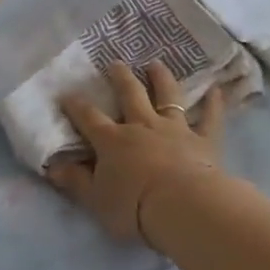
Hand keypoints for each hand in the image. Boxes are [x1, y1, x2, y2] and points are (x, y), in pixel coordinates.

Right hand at [50, 61, 230, 248]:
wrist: (181, 206)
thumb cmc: (133, 206)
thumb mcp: (95, 199)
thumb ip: (75, 181)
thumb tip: (53, 166)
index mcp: (113, 141)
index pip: (89, 118)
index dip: (76, 106)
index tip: (67, 94)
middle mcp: (142, 126)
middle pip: (130, 95)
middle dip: (121, 78)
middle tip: (116, 63)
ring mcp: (175, 129)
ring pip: (167, 97)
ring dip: (161, 78)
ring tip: (156, 64)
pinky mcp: (203, 140)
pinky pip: (209, 118)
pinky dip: (214, 104)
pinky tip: (217, 89)